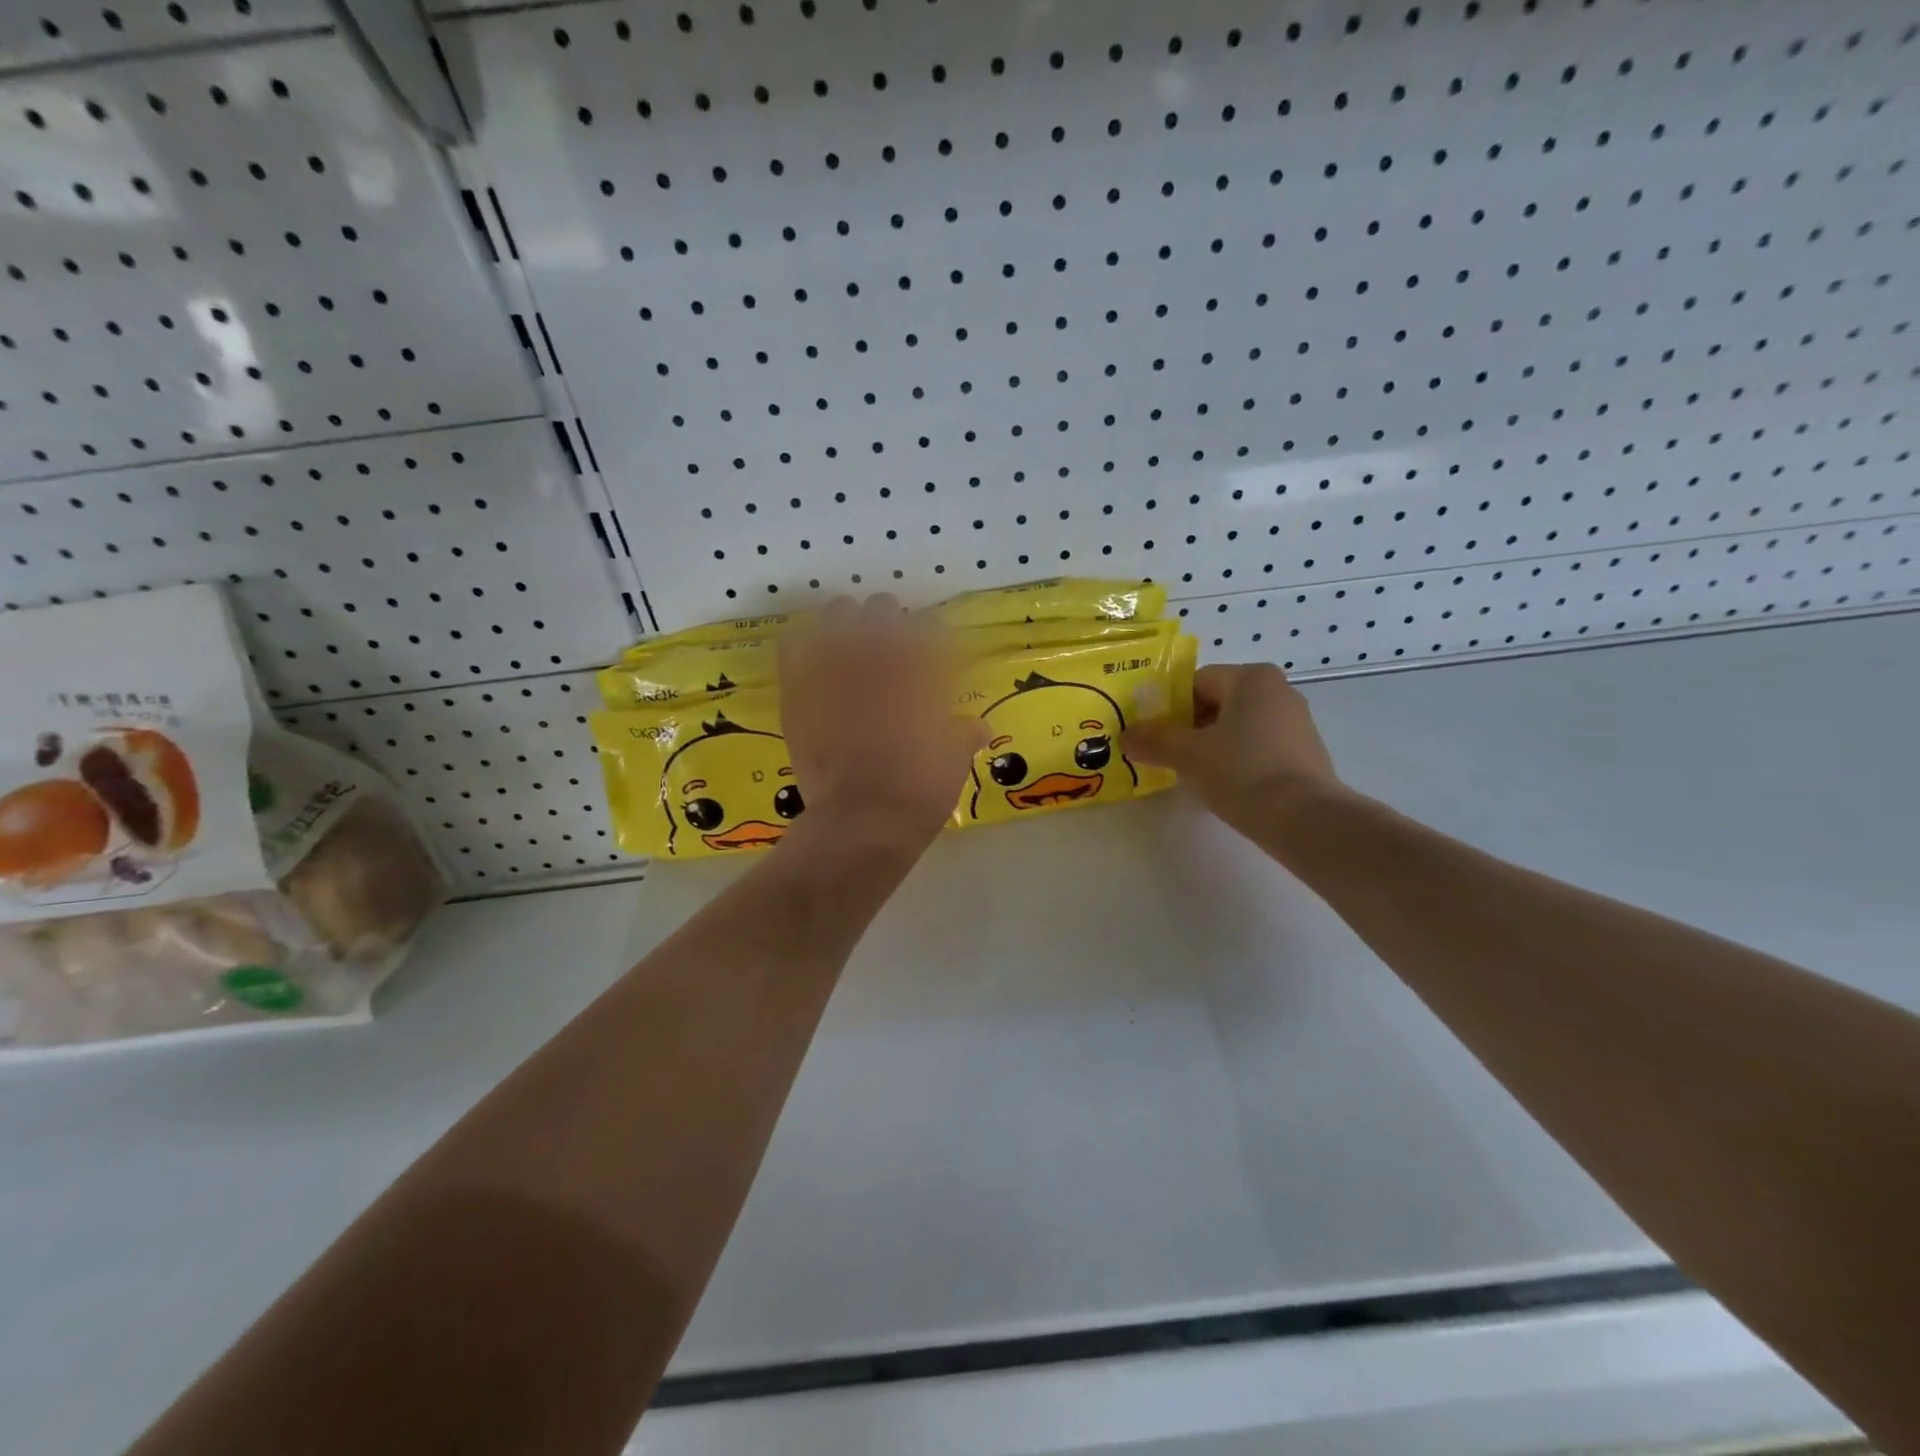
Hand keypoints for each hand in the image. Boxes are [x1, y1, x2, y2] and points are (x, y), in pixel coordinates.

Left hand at [777, 596, 986, 854]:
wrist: (860, 823)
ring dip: (849, 620)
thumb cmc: (917, 793)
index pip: (930, 630)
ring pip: (838, 615)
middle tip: (893, 641)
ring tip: (851, 636)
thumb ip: (964, 734)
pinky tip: (811, 642)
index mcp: (920, 672)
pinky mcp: (798, 691)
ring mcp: (834, 671)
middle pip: (883, 610)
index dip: (934, 636)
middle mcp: (877, 660)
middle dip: (891, 620)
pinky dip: (803, 638)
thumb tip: (978, 726)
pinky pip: (794, 645)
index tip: (935, 650)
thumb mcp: (953, 763)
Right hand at [1122, 663, 1343, 836]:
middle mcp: (1278, 691)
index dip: (1167, 707)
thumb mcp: (1187, 755)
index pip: (1195, 682)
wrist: (1305, 821)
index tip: (1151, 735)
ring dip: (1211, 745)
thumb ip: (1153, 740)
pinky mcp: (1304, 755)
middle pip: (1217, 703)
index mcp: (1251, 678)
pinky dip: (1236, 761)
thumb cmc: (1242, 773)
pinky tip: (1223, 786)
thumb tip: (1126, 736)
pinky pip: (1257, 748)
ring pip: (1237, 727)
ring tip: (1191, 774)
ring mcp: (1296, 723)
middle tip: (1165, 755)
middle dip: (1188, 727)